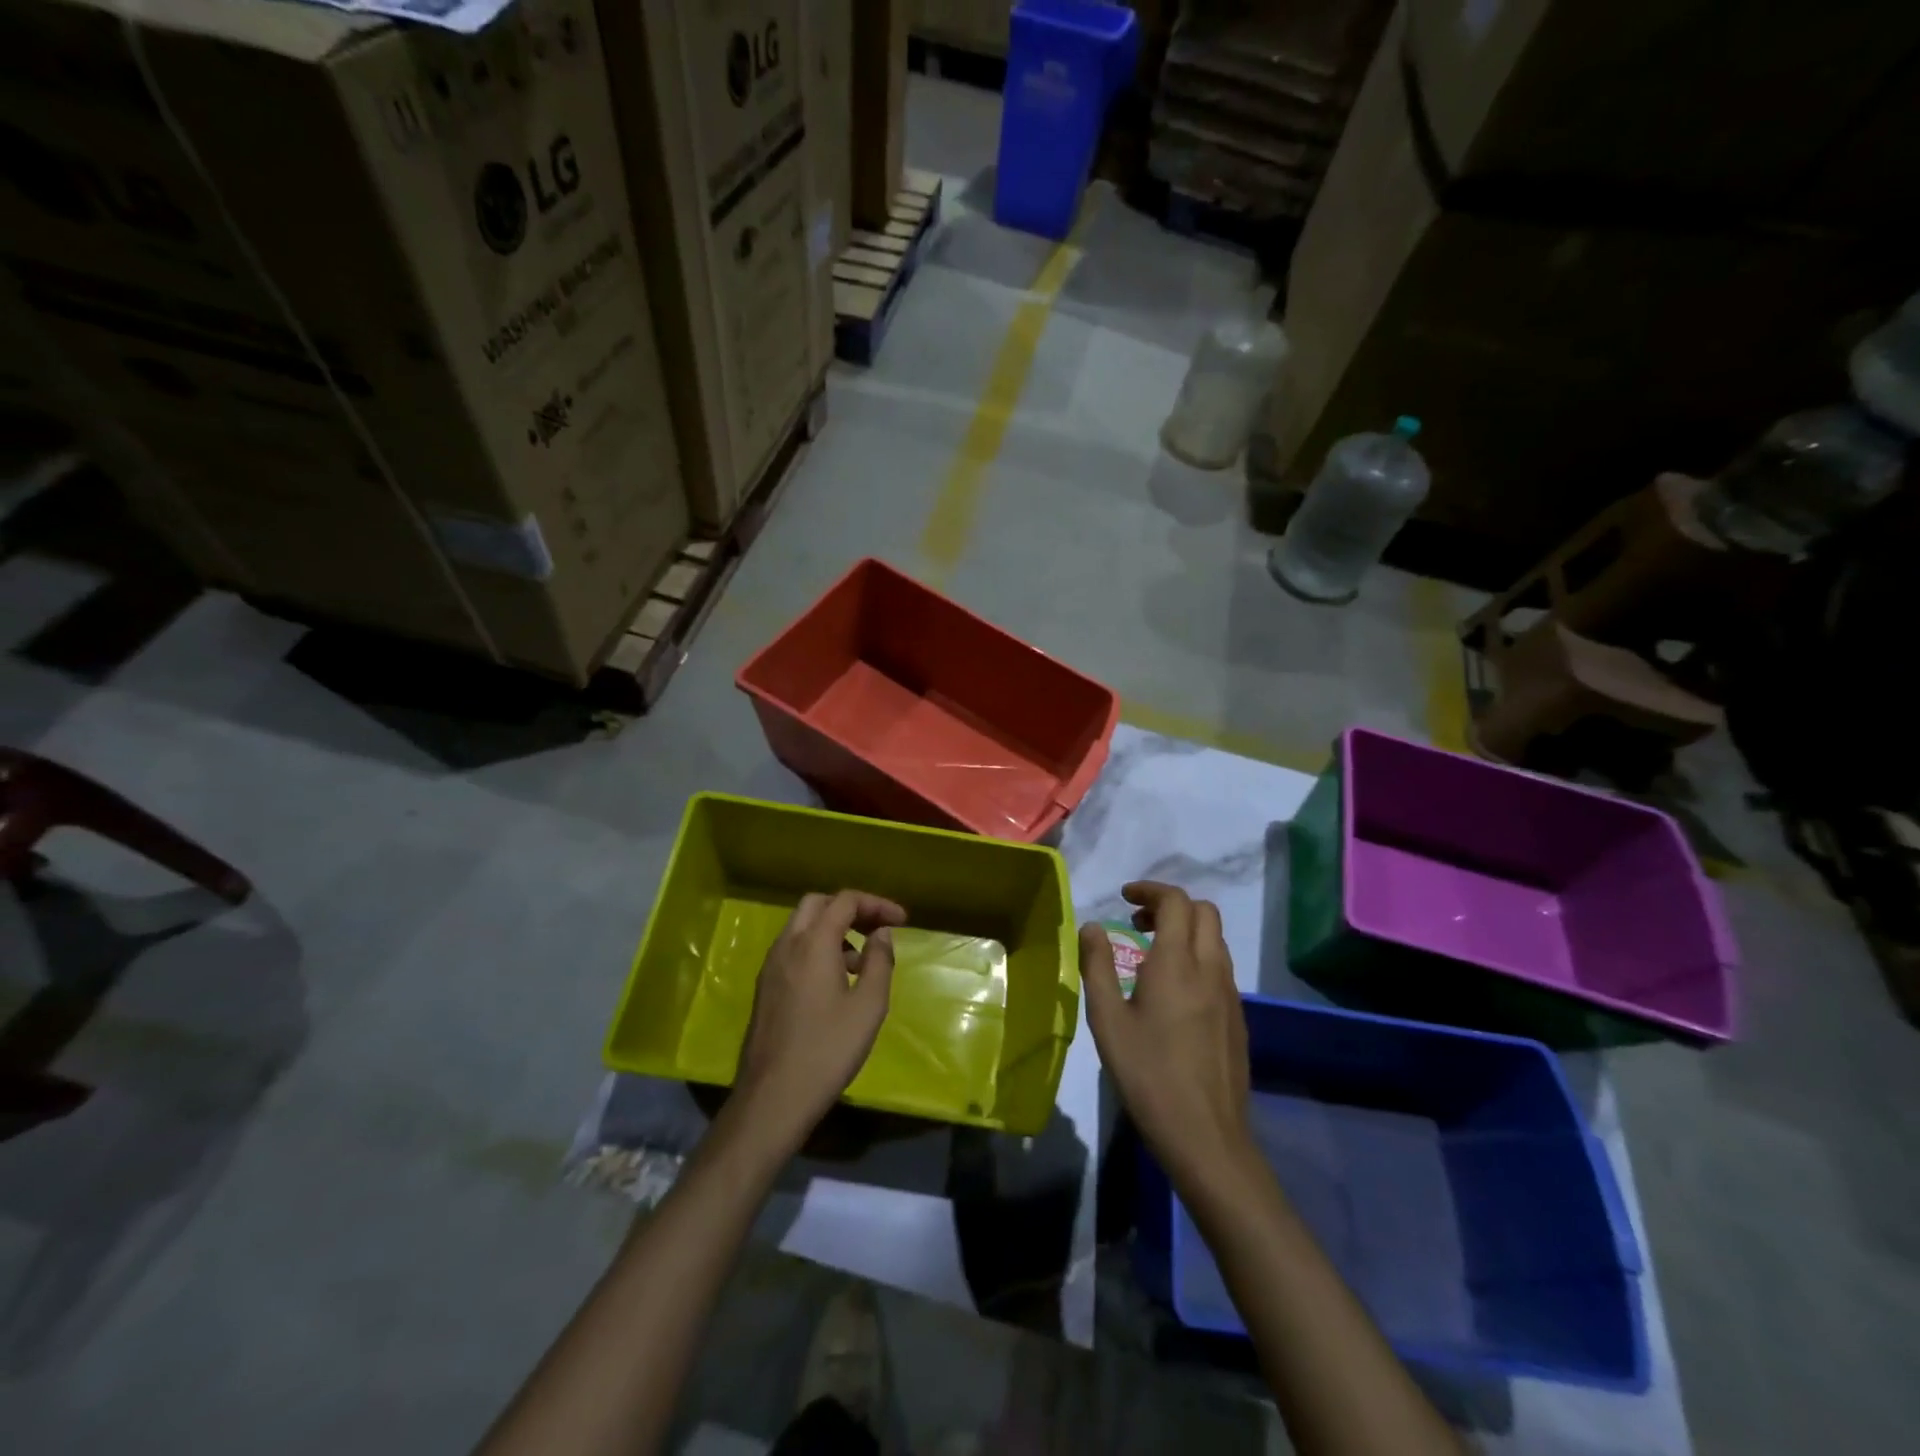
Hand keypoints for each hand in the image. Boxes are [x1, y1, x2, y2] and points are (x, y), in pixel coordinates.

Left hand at [732, 890, 906, 1150]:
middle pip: (818, 904)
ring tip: (862, 962)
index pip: (845, 900)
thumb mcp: (869, 1006)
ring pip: (802, 926)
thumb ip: (880, 962)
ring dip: (833, 929)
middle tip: (878, 929)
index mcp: (813, 943)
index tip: (902, 921)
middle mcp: (786, 945)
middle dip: (851, 909)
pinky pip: (793, 949)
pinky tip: (836, 981)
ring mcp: (770, 966)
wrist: (773, 1098)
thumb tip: (881, 934)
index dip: (876, 904)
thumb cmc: (828, 1050)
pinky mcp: (765, 987)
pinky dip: (817, 948)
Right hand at [1080, 882, 1253, 1191]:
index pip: (1176, 902)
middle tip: (1138, 923)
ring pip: (1216, 938)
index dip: (1151, 890)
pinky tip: (1173, 990)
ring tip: (1152, 953)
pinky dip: (1198, 956)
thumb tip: (1092, 927)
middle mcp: (1210, 969)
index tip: (1125, 898)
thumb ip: (1097, 966)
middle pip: (1204, 911)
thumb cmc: (1148, 1075)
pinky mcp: (1238, 1017)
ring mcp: (1230, 993)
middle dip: (1171, 905)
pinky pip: (1221, 966)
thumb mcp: (1108, 1020)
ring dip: (1186, 930)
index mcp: (1177, 963)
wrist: (1206, 1136)